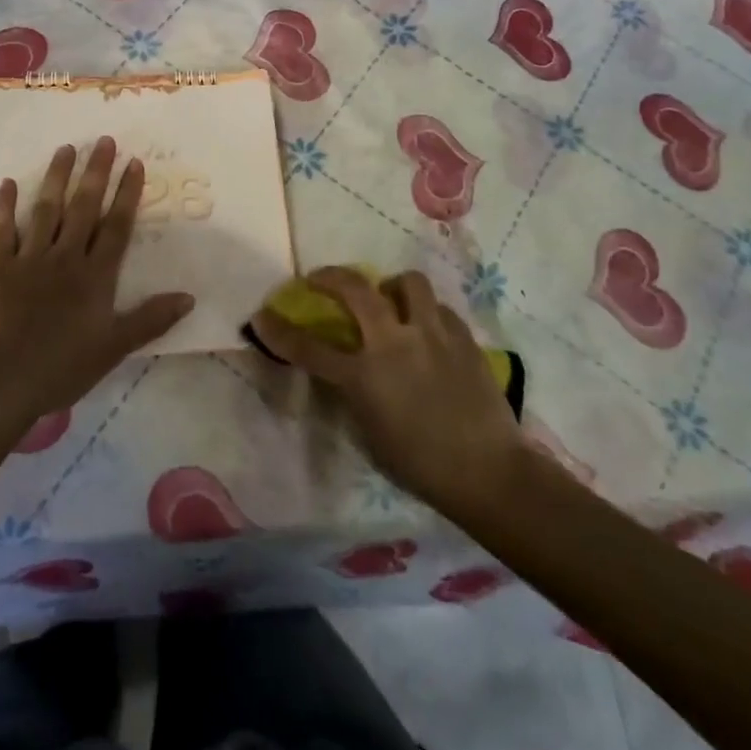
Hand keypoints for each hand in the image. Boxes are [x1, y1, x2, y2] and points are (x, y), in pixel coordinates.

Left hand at [0, 139, 193, 419]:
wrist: (6, 380)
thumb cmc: (65, 365)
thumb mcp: (116, 346)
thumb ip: (151, 319)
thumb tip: (190, 297)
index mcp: (96, 274)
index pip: (117, 226)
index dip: (127, 193)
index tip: (134, 162)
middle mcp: (66, 256)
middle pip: (84, 207)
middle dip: (96, 172)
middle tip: (103, 140)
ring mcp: (31, 258)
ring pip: (47, 209)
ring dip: (57, 177)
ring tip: (65, 149)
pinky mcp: (0, 267)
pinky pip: (3, 231)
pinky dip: (5, 207)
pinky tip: (8, 183)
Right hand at [252, 267, 521, 515]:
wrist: (489, 473)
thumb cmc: (421, 466)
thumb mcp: (371, 433)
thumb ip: (354, 393)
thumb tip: (346, 368)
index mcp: (364, 376)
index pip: (309, 349)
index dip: (279, 331)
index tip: (261, 316)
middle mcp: (394, 343)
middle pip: (354, 289)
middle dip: (329, 277)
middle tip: (321, 278)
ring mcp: (431, 333)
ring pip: (407, 282)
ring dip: (392, 287)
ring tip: (392, 300)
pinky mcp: (462, 335)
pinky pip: (439, 308)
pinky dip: (427, 313)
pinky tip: (429, 331)